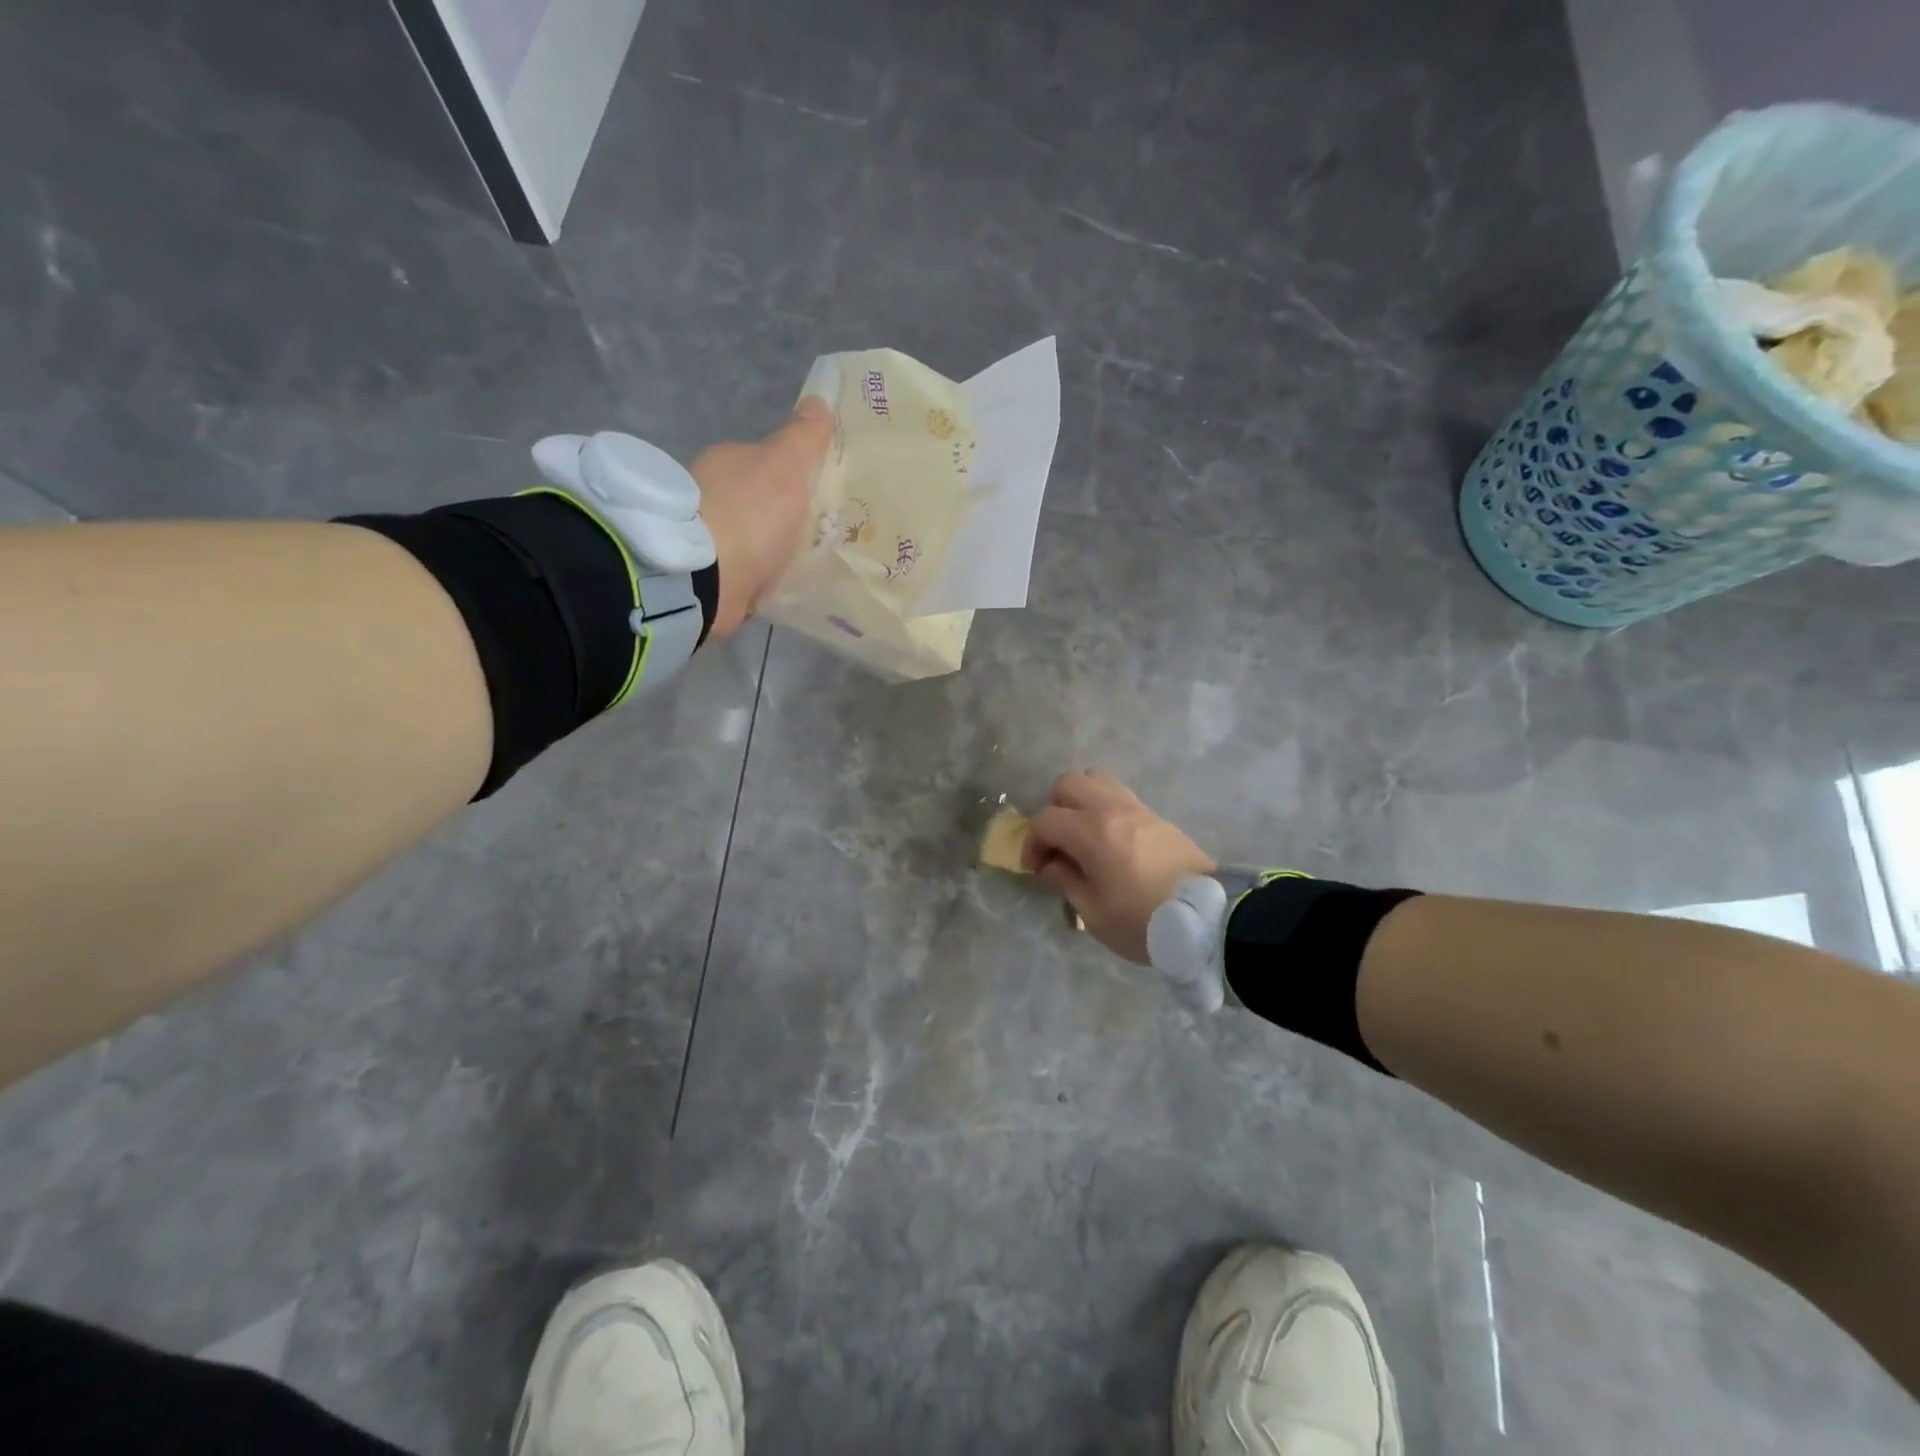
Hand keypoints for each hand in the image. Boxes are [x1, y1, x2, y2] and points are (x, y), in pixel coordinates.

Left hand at [691, 396, 832, 639]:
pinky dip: (757, 578)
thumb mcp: (786, 467)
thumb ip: (803, 438)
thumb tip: (819, 398)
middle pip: (758, 503)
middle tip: (816, 538)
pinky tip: (777, 587)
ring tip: (801, 568)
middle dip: (781, 517)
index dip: (793, 477)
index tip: (818, 499)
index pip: (766, 463)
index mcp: (727, 462)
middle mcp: (710, 495)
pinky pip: (742, 573)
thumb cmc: (749, 516)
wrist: (704, 579)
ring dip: (769, 550)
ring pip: (749, 539)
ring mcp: (705, 538)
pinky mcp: (705, 576)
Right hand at [1021, 771, 1215, 963]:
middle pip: (1069, 783)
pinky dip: (1103, 807)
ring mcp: (1137, 808)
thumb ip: (1065, 881)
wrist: (1208, 919)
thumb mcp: (1094, 913)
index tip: (1035, 868)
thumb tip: (1052, 864)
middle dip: (1053, 809)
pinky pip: (1119, 794)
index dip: (1032, 842)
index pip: (1046, 820)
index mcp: (1092, 832)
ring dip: (1080, 801)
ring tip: (1081, 833)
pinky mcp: (1156, 816)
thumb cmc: (1144, 921)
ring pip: (1096, 780)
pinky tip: (1108, 839)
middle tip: (1057, 842)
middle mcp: (1112, 809)